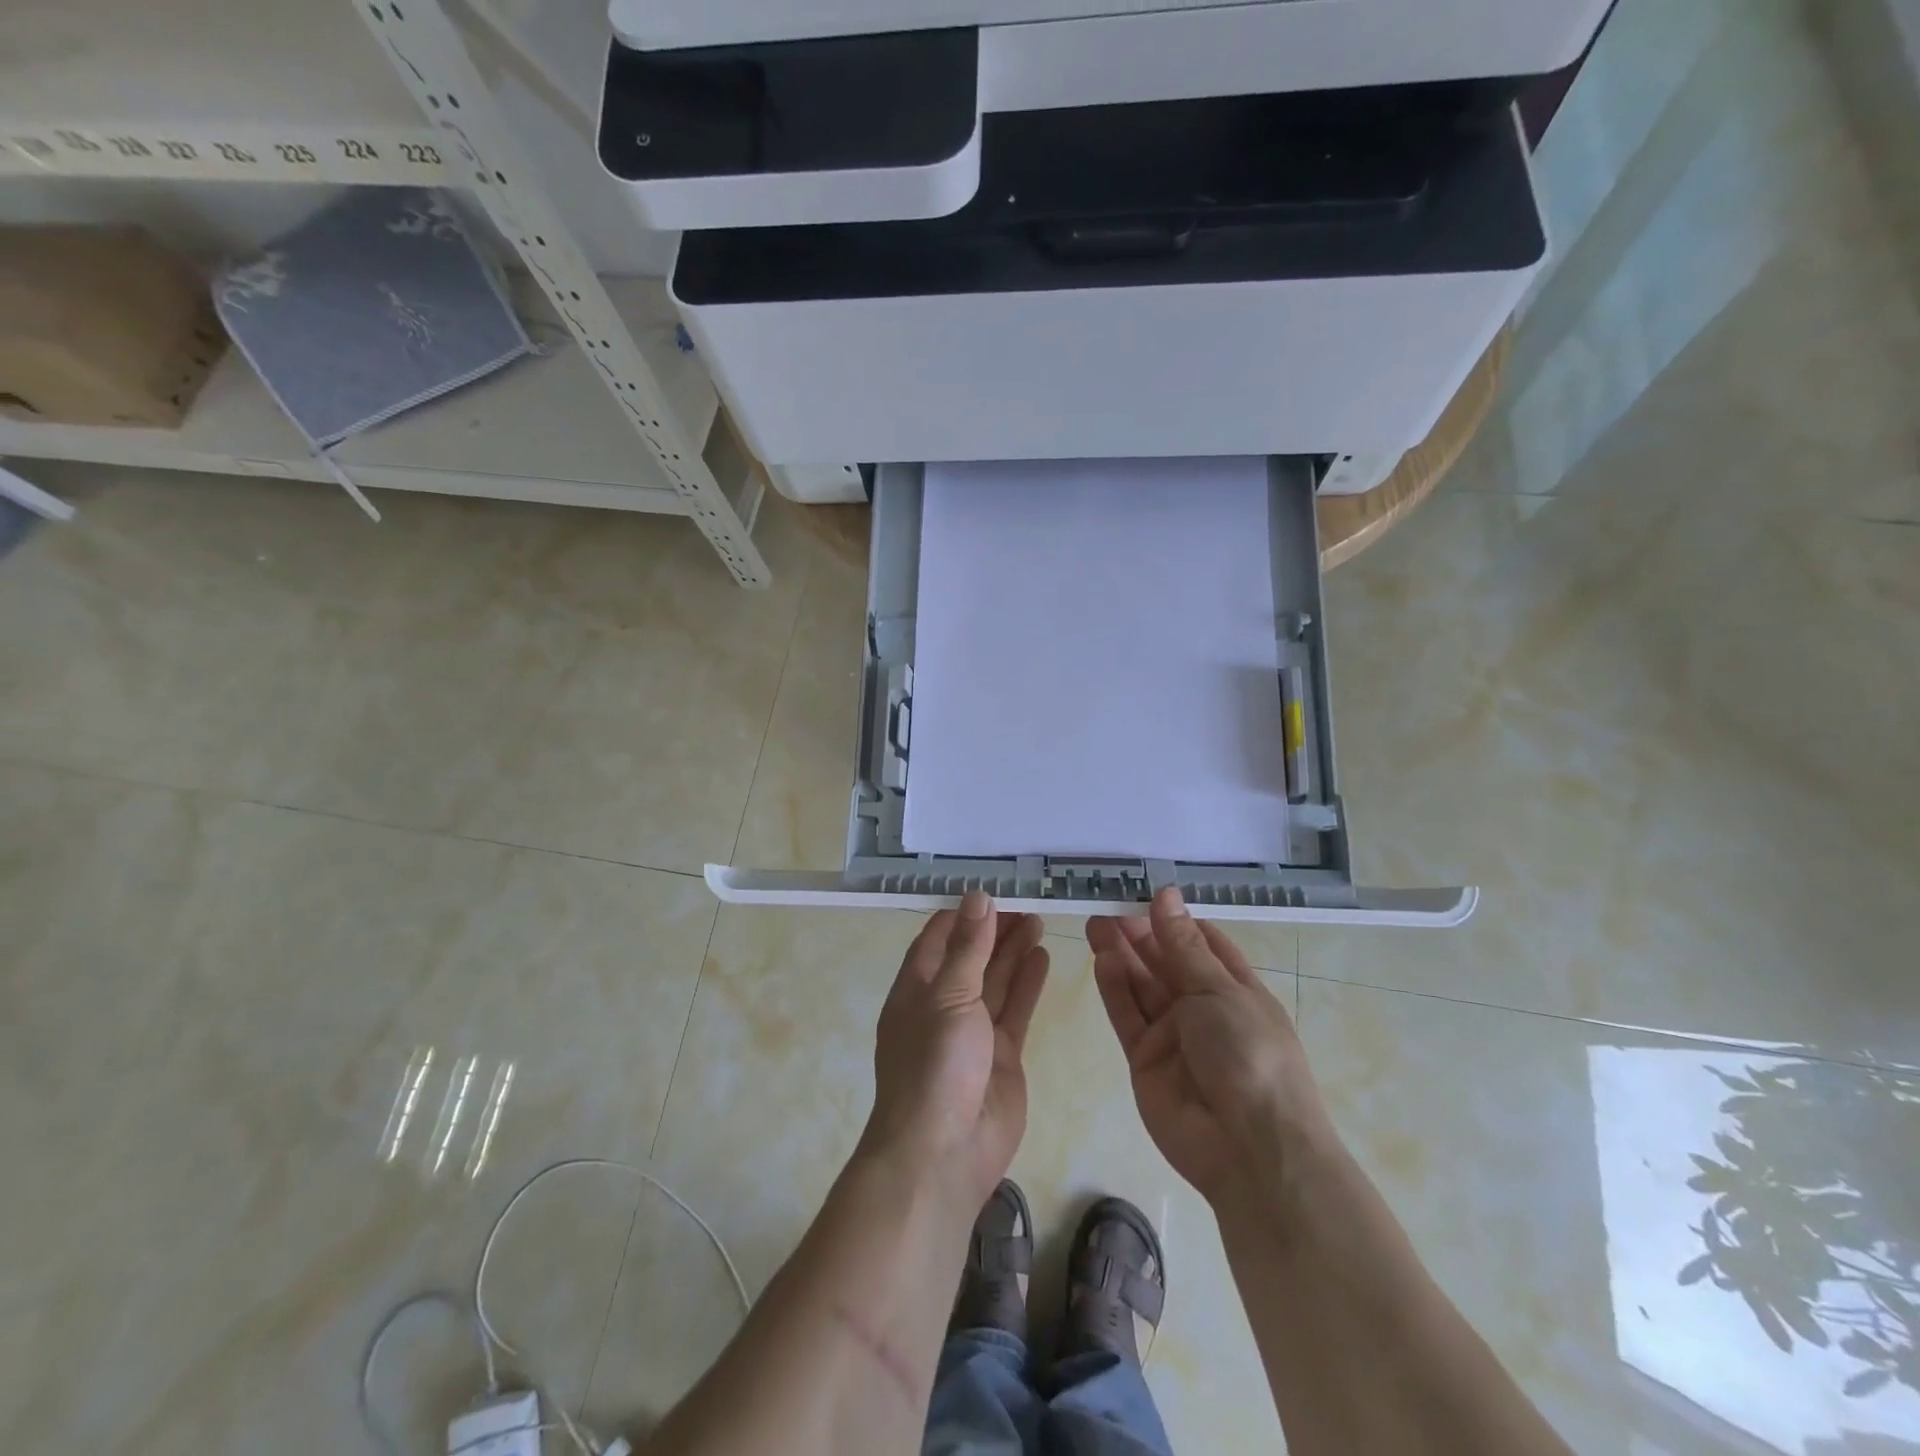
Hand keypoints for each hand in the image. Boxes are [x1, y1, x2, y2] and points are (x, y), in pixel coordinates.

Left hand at [867, 893, 1049, 1207]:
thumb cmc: (934, 1065)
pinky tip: (1043, 956)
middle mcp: (943, 1005)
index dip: (963, 915)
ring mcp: (974, 1031)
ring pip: (996, 980)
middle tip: (1026, 902)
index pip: (938, 939)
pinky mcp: (1002, 1054)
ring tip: (1038, 919)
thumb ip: (968, 948)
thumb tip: (977, 897)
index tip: (991, 891)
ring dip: (1014, 951)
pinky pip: (1015, 1009)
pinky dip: (1028, 983)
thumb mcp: (948, 996)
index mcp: (916, 989)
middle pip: (971, 957)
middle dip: (994, 930)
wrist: (944, 1153)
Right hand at [1088, 887, 1331, 1207]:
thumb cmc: (1250, 1054)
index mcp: (1234, 989)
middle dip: (1139, 934)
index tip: (1143, 893)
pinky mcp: (1145, 1059)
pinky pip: (1127, 1016)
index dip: (1173, 919)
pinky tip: (1101, 960)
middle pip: (1165, 962)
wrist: (1250, 1149)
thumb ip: (1183, 945)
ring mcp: (1172, 1035)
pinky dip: (1114, 988)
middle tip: (1107, 905)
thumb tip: (1166, 894)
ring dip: (1120, 955)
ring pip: (1141, 985)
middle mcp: (1202, 1008)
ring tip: (1095, 924)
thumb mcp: (1220, 991)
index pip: (1201, 943)